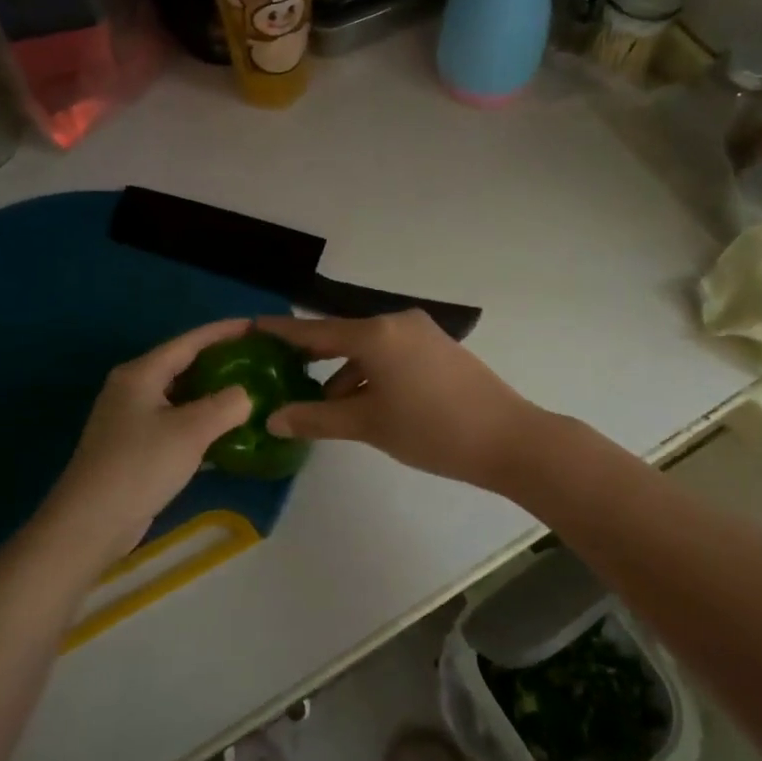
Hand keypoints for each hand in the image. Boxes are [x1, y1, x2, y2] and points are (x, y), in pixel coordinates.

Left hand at [37, 319, 254, 562]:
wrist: (90, 524)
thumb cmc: (139, 465)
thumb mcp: (190, 431)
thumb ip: (225, 405)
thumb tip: (245, 395)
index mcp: (141, 373)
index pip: (189, 341)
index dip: (223, 331)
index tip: (256, 326)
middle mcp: (133, 388)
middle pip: (184, 365)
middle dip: (221, 361)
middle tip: (258, 360)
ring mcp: (132, 419)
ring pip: (181, 396)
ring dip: (213, 395)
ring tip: (250, 391)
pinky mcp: (136, 447)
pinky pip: (176, 423)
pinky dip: (201, 422)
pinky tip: (228, 431)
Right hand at [254, 311, 544, 492]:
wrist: (508, 438)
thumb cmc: (431, 430)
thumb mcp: (368, 425)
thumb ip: (317, 418)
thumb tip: (274, 418)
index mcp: (375, 334)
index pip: (316, 331)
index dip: (282, 333)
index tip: (252, 327)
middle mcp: (396, 322)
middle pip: (342, 337)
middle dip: (313, 357)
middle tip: (281, 372)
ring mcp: (422, 333)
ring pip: (369, 348)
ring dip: (345, 373)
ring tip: (324, 405)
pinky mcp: (439, 348)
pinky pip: (391, 353)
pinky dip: (371, 373)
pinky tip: (364, 401)